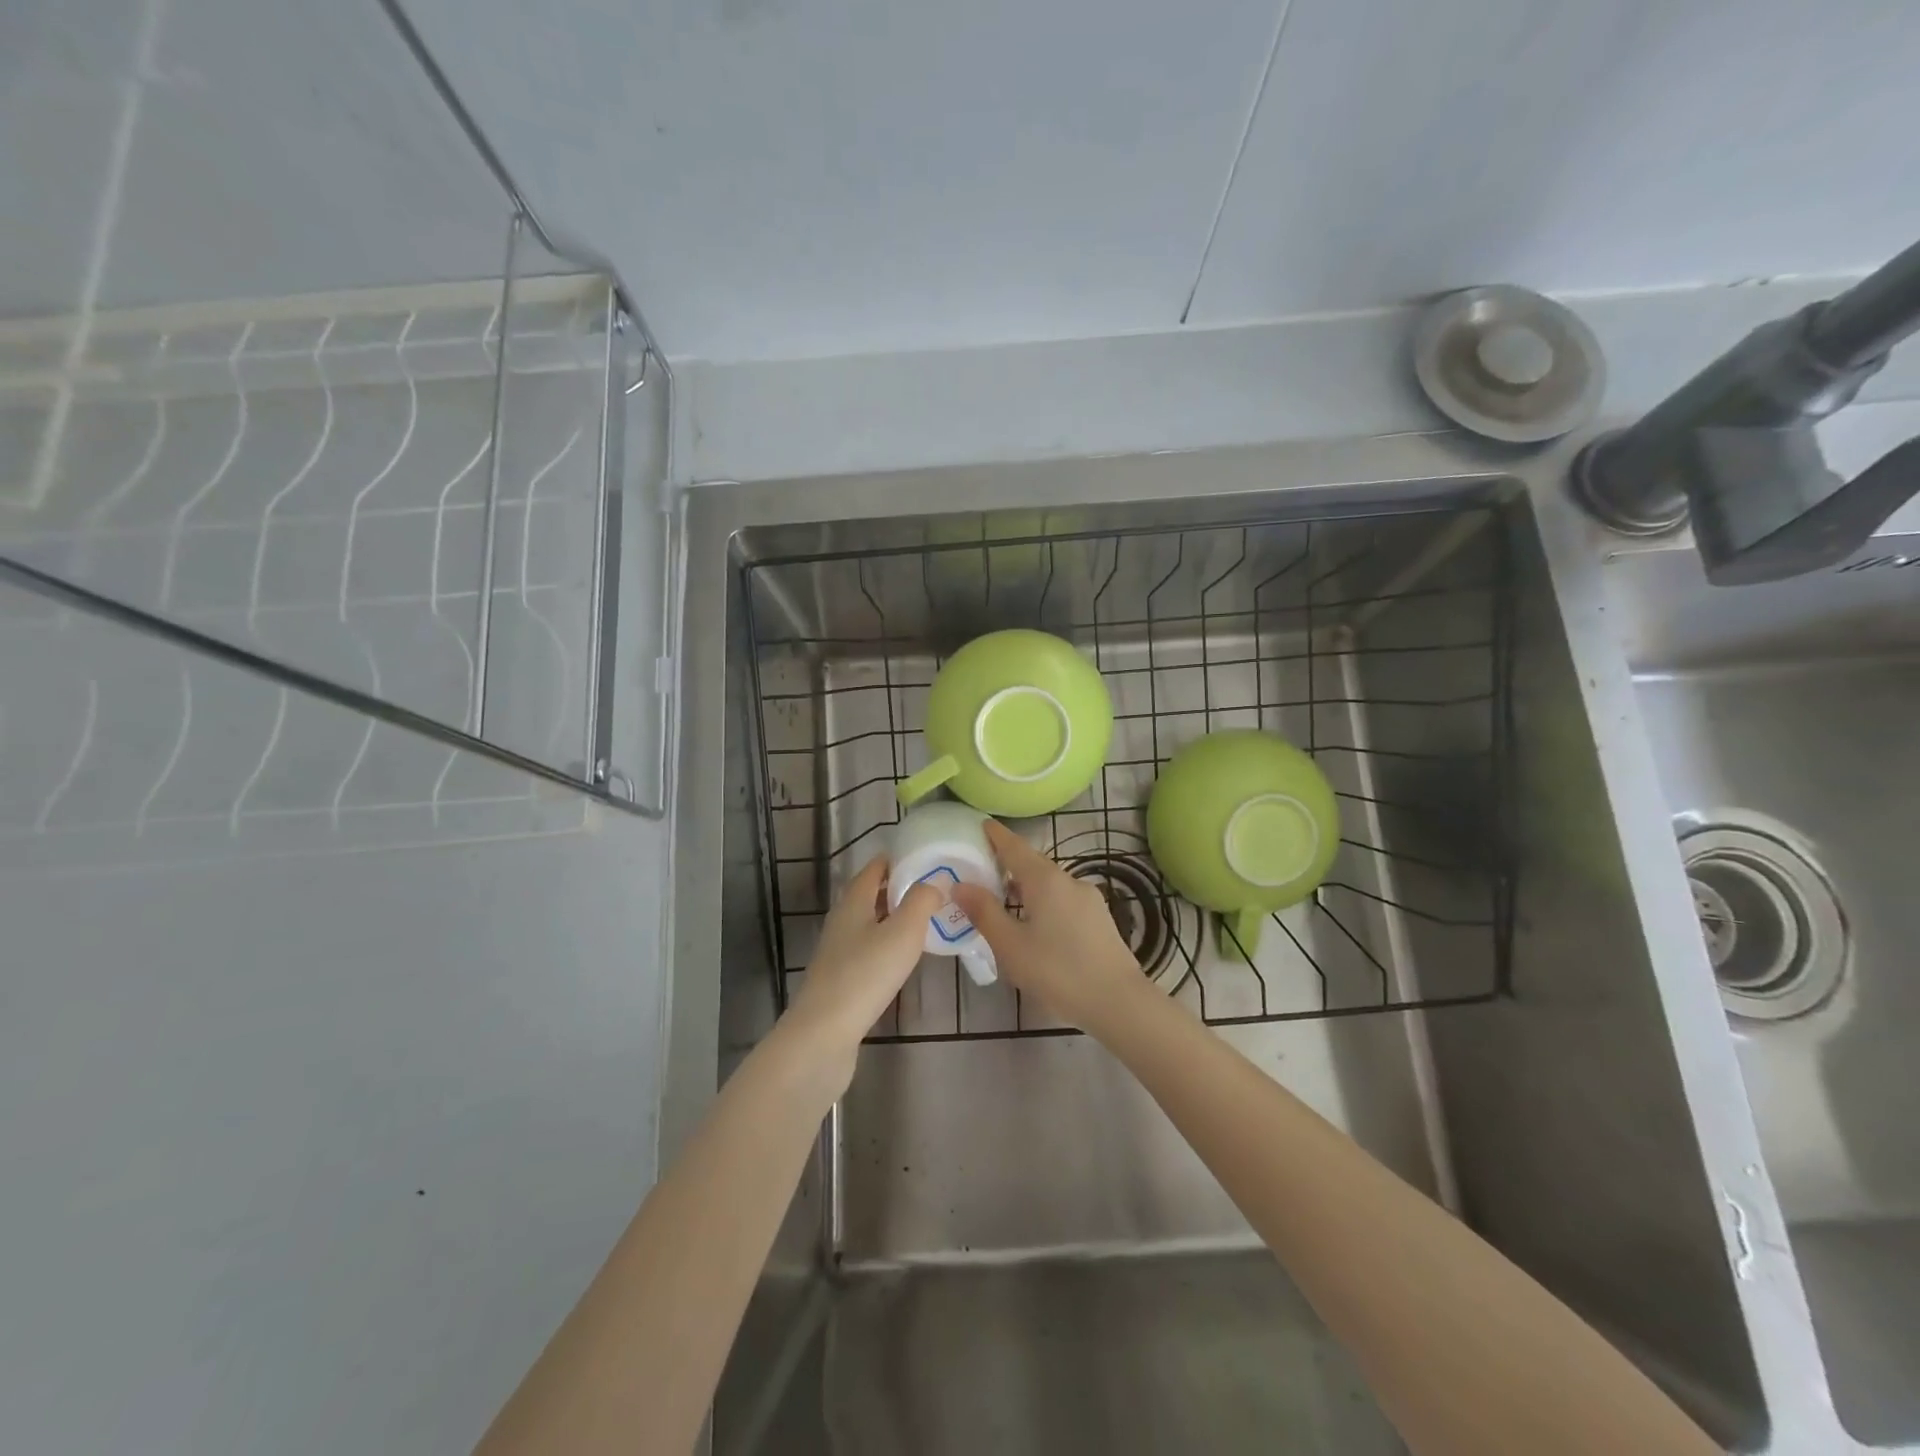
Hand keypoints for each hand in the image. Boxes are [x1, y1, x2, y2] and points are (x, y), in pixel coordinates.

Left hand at [784, 856, 940, 1079]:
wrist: (823, 1035)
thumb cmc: (865, 975)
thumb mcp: (903, 932)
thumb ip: (922, 901)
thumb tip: (937, 879)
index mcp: (853, 901)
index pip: (875, 868)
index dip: (899, 859)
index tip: (928, 857)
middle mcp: (842, 920)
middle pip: (871, 894)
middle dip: (900, 888)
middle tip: (935, 889)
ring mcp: (838, 951)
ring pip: (870, 923)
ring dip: (895, 917)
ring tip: (927, 920)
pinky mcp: (840, 979)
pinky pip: (868, 949)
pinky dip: (888, 944)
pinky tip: (904, 957)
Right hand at [951, 821, 1149, 1035]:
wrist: (1118, 1002)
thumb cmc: (1057, 971)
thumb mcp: (1010, 945)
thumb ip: (984, 912)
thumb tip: (960, 885)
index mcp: (1045, 880)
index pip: (1015, 847)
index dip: (996, 835)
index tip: (981, 824)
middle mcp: (1069, 880)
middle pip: (1034, 862)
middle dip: (1009, 860)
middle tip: (984, 864)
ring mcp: (1088, 899)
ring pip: (1050, 882)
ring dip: (1026, 883)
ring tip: (1004, 896)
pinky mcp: (1099, 918)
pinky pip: (1063, 898)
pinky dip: (1043, 899)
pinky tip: (1035, 921)